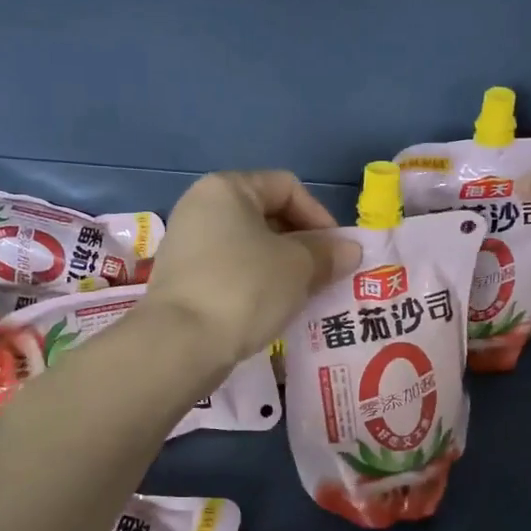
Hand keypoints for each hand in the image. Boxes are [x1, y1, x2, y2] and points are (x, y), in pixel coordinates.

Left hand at [138, 171, 359, 371]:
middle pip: (267, 215)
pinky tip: (272, 309)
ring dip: (281, 267)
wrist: (181, 343)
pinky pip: (230, 271)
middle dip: (302, 244)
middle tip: (325, 275)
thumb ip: (327, 253)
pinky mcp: (182, 278)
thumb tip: (349, 250)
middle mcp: (201, 207)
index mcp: (227, 188)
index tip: (337, 252)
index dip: (319, 216)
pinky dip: (256, 284)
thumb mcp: (298, 267)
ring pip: (249, 247)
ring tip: (304, 295)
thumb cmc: (245, 288)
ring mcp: (187, 243)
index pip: (287, 186)